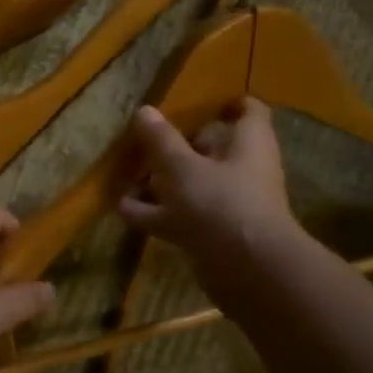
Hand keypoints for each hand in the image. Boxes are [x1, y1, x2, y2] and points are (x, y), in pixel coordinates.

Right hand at [117, 99, 296, 275]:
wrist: (247, 270)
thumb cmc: (219, 202)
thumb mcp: (181, 166)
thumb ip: (161, 140)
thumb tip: (144, 110)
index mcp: (248, 142)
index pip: (247, 111)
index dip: (226, 104)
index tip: (196, 102)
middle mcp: (244, 169)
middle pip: (213, 150)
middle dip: (180, 147)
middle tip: (146, 141)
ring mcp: (229, 204)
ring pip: (193, 185)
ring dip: (162, 183)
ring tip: (126, 176)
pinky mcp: (215, 235)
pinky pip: (182, 216)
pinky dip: (156, 213)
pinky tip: (124, 209)